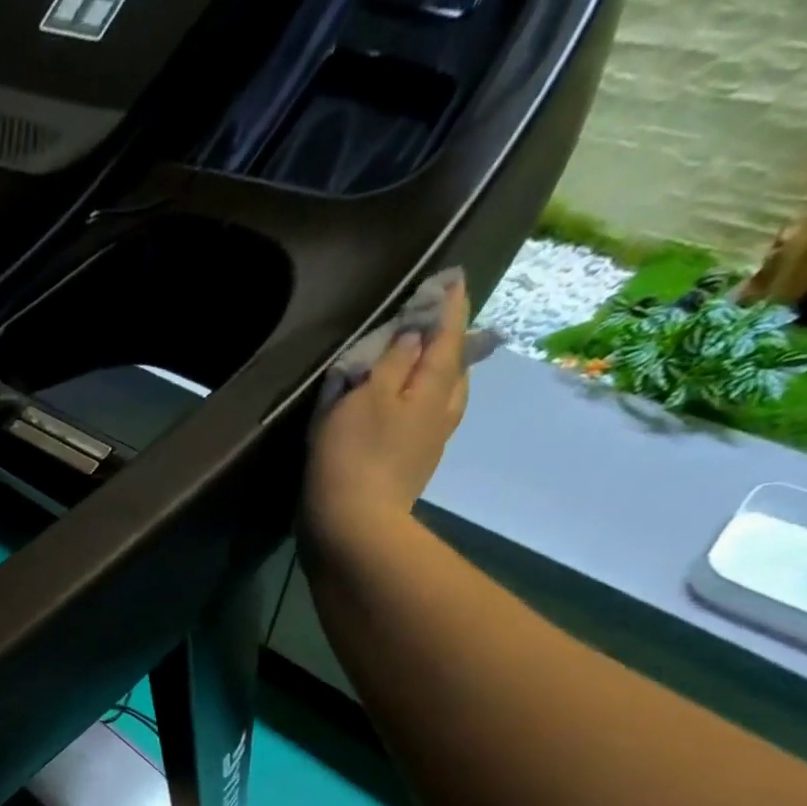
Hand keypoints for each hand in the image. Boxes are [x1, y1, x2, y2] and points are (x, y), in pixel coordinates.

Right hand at [301, 276, 471, 566]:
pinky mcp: (409, 469)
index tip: (453, 277)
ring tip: (425, 363)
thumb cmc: (354, 456)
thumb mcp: (366, 397)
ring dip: (438, 375)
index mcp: (434, 387)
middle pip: (453, 366)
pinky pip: (424, 422)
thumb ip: (393, 360)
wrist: (352, 528)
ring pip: (443, 397)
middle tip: (439, 320)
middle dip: (448, 341)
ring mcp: (428, 445)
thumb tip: (417, 331)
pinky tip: (406, 408)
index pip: (447, 334)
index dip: (448, 305)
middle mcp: (441, 412)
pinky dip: (419, 404)